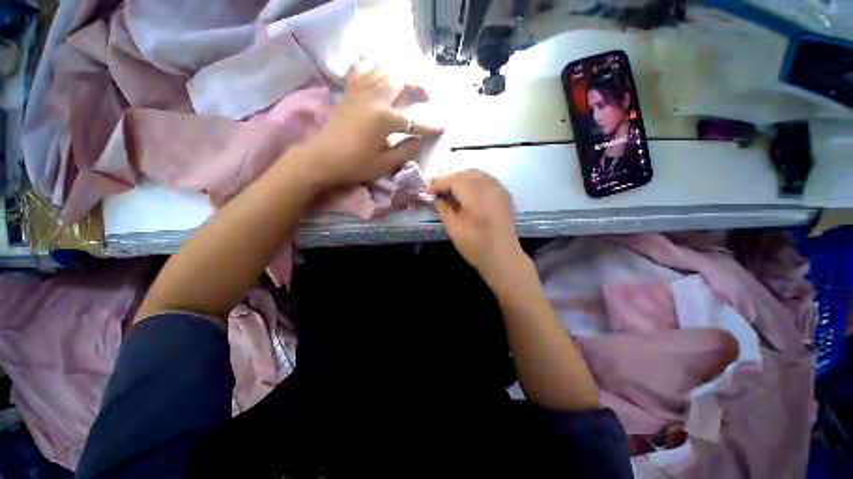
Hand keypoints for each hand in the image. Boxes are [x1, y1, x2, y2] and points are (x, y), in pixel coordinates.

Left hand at [298, 61, 442, 188]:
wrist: (321, 158)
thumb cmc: (354, 165)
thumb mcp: (384, 164)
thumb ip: (405, 151)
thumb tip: (418, 140)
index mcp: (384, 119)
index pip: (413, 120)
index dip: (429, 125)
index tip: (442, 127)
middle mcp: (374, 99)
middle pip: (400, 82)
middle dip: (418, 86)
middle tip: (427, 97)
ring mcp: (360, 93)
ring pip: (383, 71)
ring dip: (399, 75)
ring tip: (407, 86)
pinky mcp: (349, 93)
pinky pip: (362, 72)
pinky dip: (374, 69)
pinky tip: (379, 75)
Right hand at [430, 170, 527, 284]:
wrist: (503, 258)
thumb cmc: (476, 247)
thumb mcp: (453, 229)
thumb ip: (443, 209)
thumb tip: (436, 198)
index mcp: (476, 197)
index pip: (454, 180)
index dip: (439, 183)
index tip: (427, 191)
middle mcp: (490, 188)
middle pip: (466, 174)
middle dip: (449, 179)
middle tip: (437, 191)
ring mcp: (500, 190)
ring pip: (477, 174)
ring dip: (461, 179)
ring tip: (450, 191)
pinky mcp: (505, 195)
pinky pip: (487, 180)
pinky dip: (474, 181)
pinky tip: (467, 193)